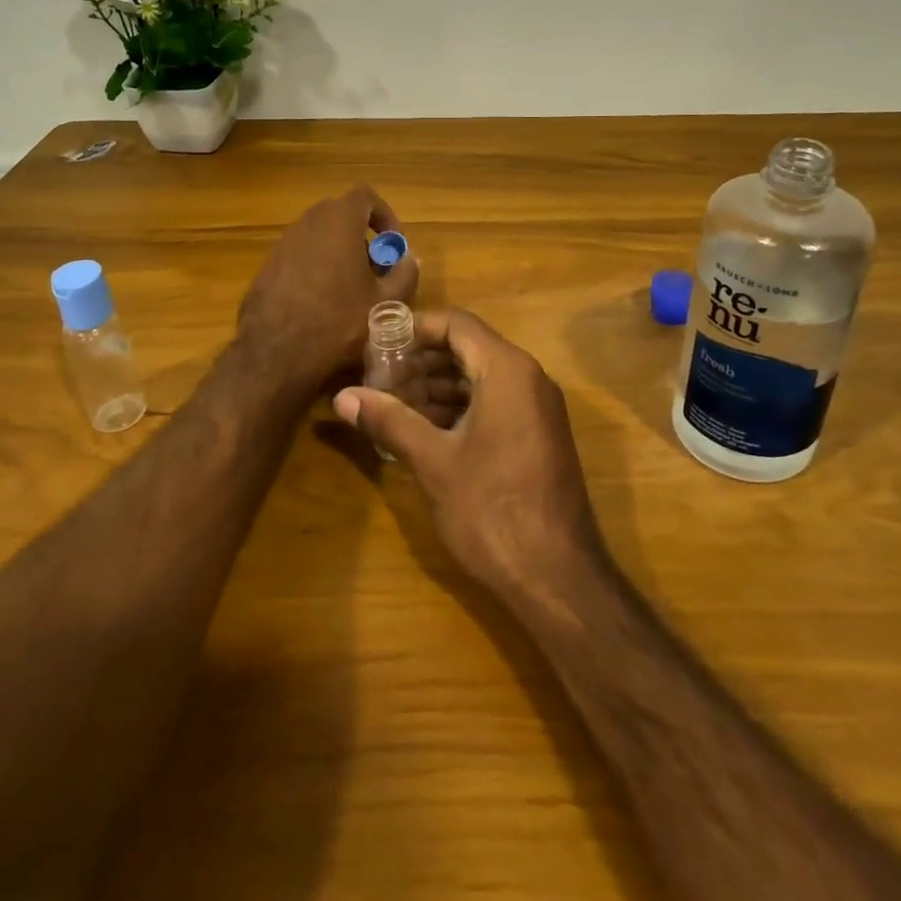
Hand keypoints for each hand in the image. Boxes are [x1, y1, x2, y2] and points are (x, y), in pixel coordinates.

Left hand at [238, 185, 418, 386]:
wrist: (276, 354)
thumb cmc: (338, 322)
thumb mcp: (385, 303)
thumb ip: (404, 274)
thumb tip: (410, 258)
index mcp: (339, 222)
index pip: (365, 196)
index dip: (384, 215)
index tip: (392, 245)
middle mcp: (308, 223)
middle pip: (340, 215)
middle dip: (362, 236)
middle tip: (374, 269)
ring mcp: (283, 244)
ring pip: (318, 236)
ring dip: (338, 252)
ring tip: (350, 289)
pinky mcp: (267, 266)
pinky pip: (299, 255)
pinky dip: (315, 268)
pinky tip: (321, 304)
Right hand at [332, 309, 606, 604]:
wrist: (558, 577)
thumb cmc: (492, 509)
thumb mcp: (433, 461)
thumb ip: (389, 420)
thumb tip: (342, 397)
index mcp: (508, 370)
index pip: (457, 324)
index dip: (416, 328)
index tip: (378, 343)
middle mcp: (529, 378)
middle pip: (469, 348)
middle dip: (422, 360)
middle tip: (379, 375)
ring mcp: (537, 408)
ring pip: (481, 378)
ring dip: (438, 386)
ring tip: (393, 402)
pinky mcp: (538, 436)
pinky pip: (495, 403)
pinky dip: (460, 407)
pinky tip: (424, 429)